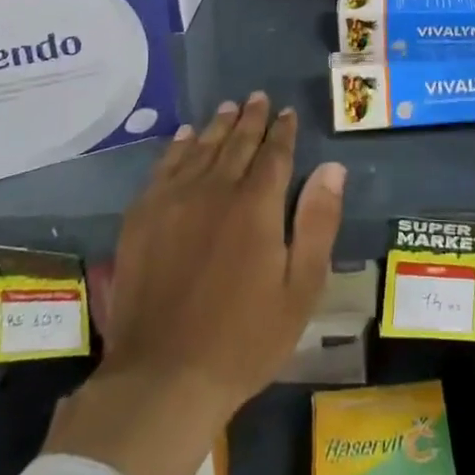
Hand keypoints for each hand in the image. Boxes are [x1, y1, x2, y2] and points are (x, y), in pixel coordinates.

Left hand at [43, 94, 345, 474]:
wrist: (163, 377)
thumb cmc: (244, 339)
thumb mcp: (300, 288)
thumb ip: (318, 222)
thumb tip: (332, 167)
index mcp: (256, 205)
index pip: (274, 154)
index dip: (283, 131)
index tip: (288, 112)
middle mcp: (215, 189)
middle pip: (236, 143)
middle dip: (251, 119)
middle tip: (258, 97)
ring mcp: (173, 200)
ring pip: (201, 148)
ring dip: (217, 125)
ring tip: (228, 108)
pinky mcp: (142, 216)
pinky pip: (164, 167)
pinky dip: (178, 147)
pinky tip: (185, 137)